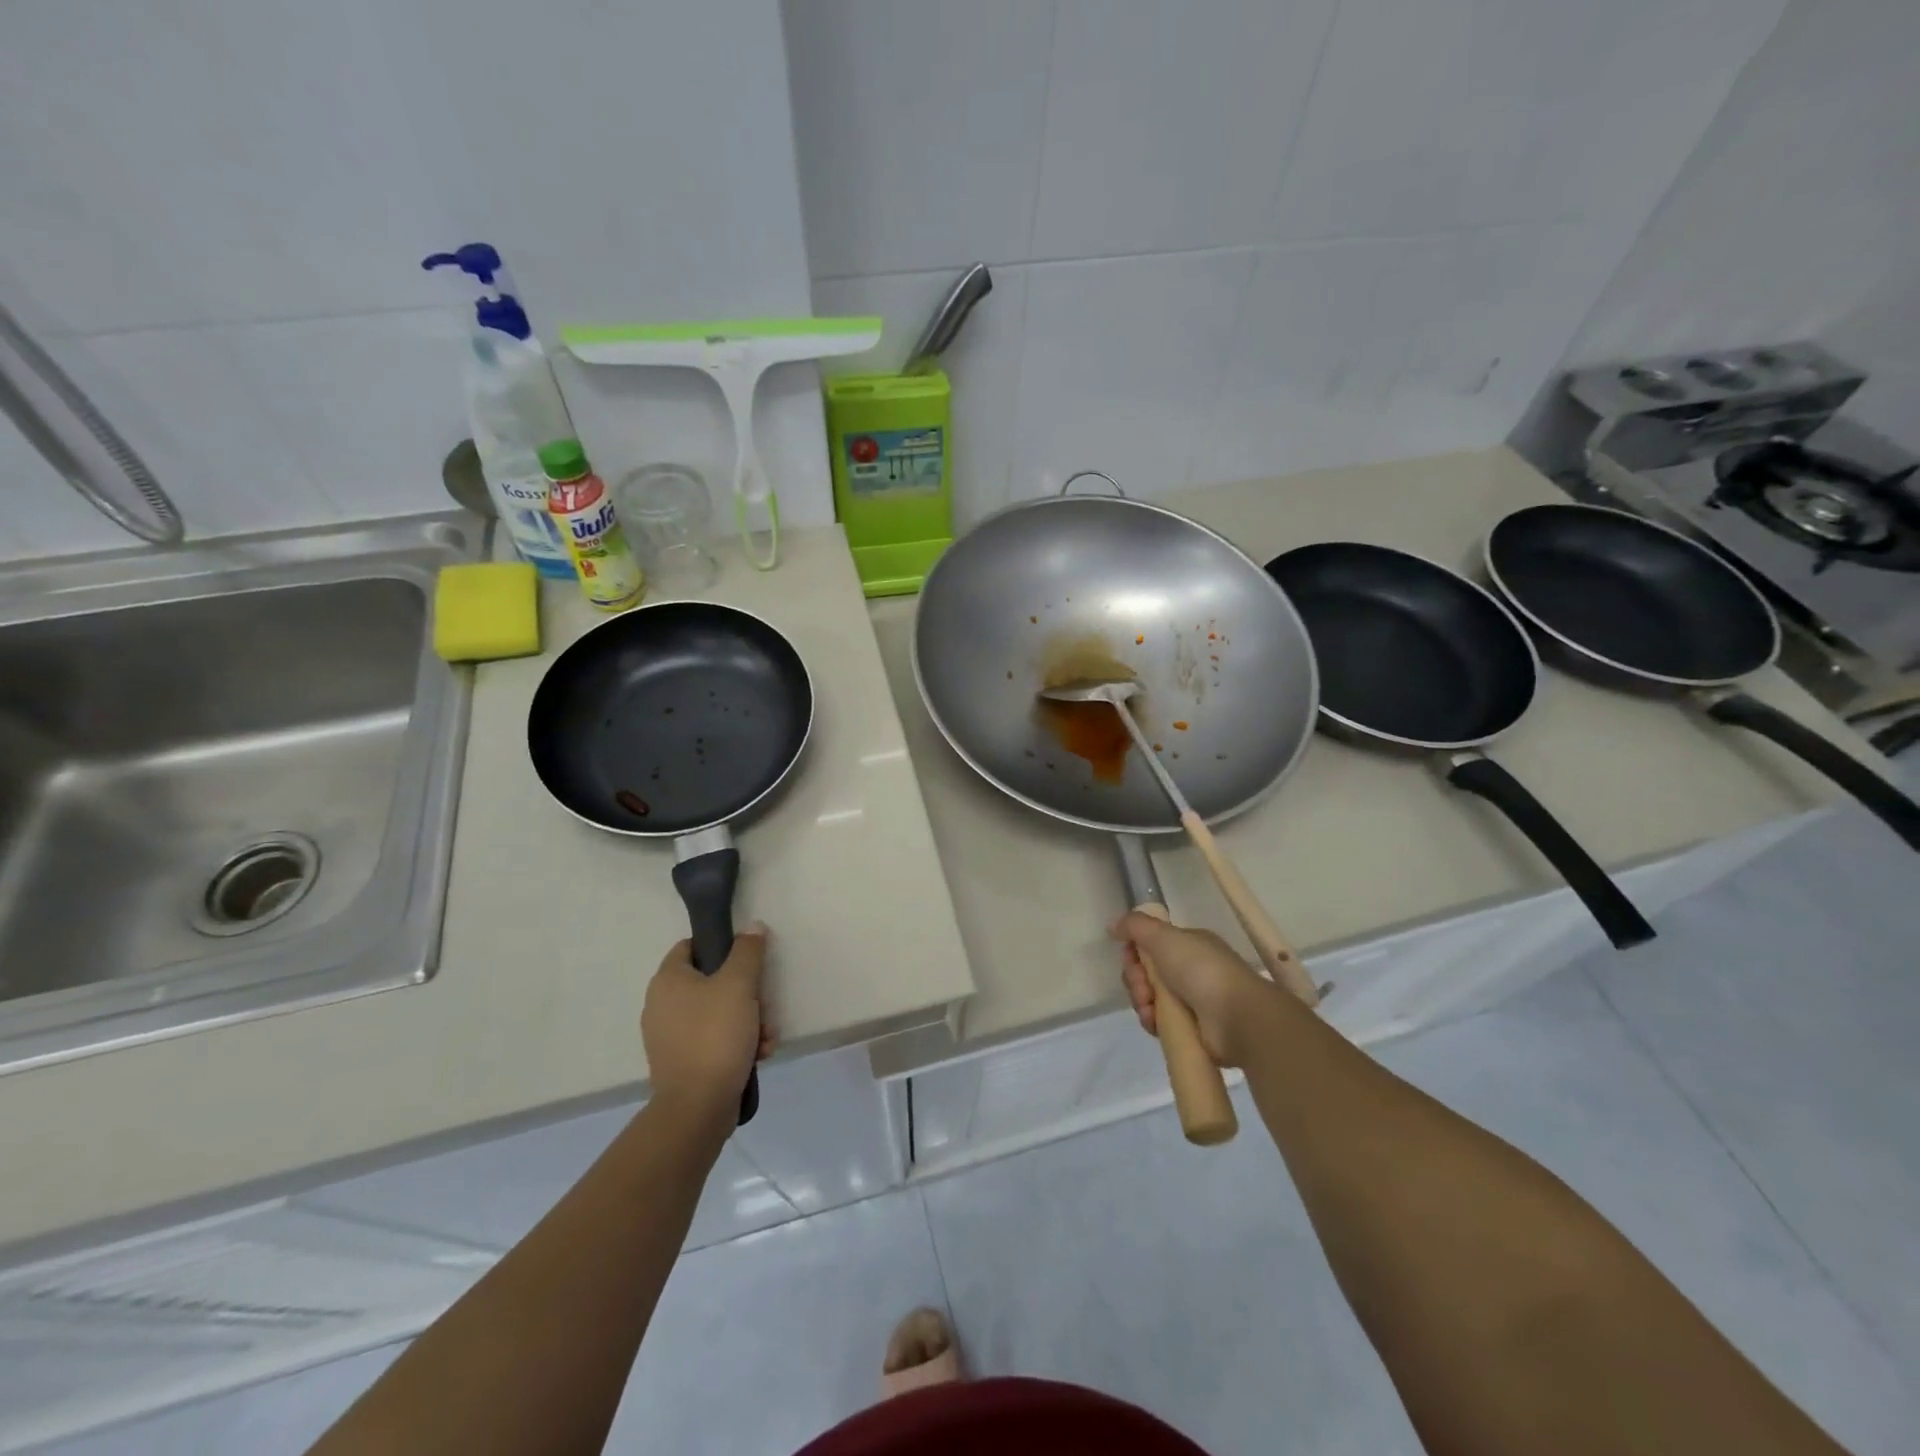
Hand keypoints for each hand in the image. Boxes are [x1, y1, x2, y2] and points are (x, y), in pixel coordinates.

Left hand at [642, 923, 775, 1122]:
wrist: (697, 1108)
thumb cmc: (715, 1035)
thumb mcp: (740, 984)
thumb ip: (748, 951)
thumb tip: (752, 926)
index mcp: (668, 980)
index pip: (692, 945)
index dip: (722, 946)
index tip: (748, 959)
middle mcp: (662, 1005)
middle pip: (712, 981)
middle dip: (747, 993)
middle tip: (765, 1005)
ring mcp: (670, 1036)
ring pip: (718, 1013)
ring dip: (749, 1020)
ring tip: (767, 1037)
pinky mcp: (682, 1063)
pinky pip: (713, 1040)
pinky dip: (737, 1043)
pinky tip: (759, 1054)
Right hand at [1110, 912, 1274, 1065]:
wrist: (1237, 1018)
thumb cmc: (1201, 970)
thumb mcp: (1164, 937)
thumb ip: (1135, 926)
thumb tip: (1113, 925)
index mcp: (1188, 946)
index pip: (1150, 945)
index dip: (1134, 951)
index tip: (1130, 957)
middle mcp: (1189, 970)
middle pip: (1146, 972)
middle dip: (1136, 978)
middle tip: (1143, 986)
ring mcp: (1190, 1001)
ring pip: (1149, 997)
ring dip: (1141, 1000)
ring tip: (1149, 1006)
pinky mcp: (1189, 1028)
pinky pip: (1158, 1021)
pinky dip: (1151, 1020)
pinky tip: (1154, 1021)